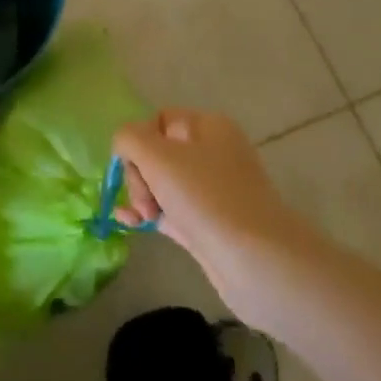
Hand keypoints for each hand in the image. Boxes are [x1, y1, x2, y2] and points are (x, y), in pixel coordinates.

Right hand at [113, 110, 321, 330]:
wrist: (256, 260)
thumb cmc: (205, 197)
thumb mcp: (157, 155)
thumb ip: (129, 138)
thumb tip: (124, 146)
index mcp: (208, 127)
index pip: (159, 120)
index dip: (139, 140)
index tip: (133, 164)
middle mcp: (213, 153)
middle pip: (156, 153)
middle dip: (139, 174)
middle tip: (145, 200)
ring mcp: (211, 191)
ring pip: (160, 184)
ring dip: (141, 197)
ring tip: (142, 218)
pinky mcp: (207, 223)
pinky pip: (167, 210)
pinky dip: (148, 214)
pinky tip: (130, 224)